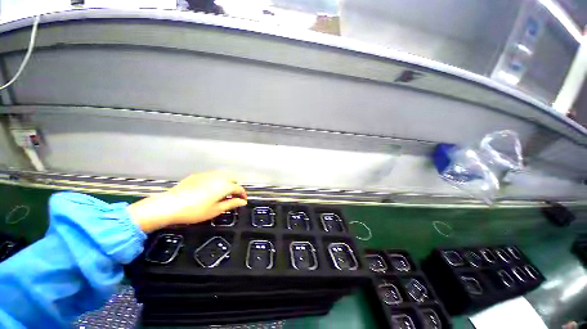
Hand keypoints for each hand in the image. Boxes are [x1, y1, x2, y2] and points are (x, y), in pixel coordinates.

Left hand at [128, 172, 246, 232]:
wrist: (169, 205)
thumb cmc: (195, 211)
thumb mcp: (216, 210)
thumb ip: (231, 204)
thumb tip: (243, 202)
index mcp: (225, 186)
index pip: (239, 188)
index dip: (243, 194)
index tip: (243, 200)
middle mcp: (219, 177)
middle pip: (233, 178)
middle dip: (236, 186)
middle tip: (232, 196)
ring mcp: (208, 174)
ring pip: (223, 175)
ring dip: (227, 182)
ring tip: (222, 192)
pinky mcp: (198, 175)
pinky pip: (212, 175)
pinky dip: (216, 180)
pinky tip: (209, 189)